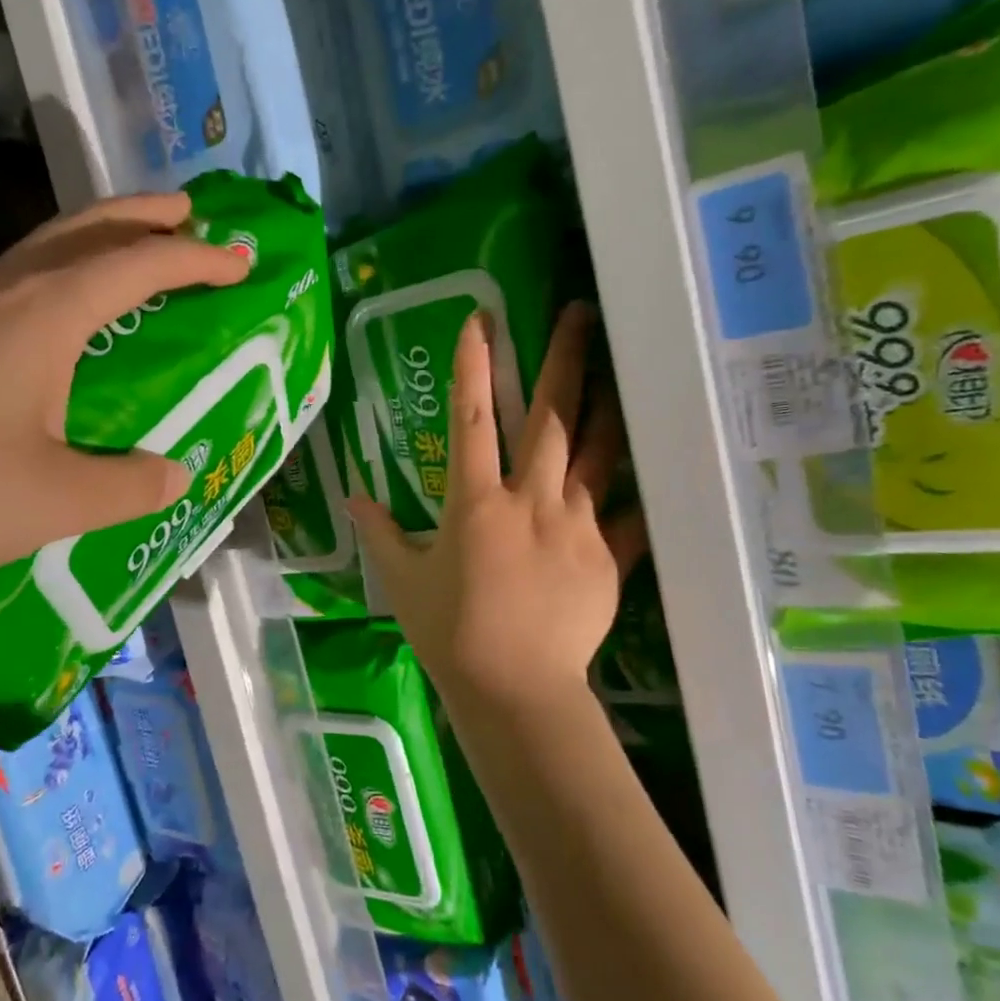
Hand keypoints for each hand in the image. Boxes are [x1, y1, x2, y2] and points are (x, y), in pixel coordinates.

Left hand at [0, 192, 247, 608]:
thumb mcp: (60, 502)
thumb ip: (131, 485)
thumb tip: (173, 474)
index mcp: (41, 317)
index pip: (136, 264)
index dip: (195, 258)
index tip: (238, 259)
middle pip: (78, 230)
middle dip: (139, 216)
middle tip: (185, 215)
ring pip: (27, 259)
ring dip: (84, 252)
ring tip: (118, 271)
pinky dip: (29, 300)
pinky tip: (23, 347)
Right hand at [350, 304, 648, 711]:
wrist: (516, 689)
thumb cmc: (450, 633)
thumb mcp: (402, 581)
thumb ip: (379, 533)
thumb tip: (351, 499)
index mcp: (475, 503)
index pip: (472, 419)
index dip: (474, 366)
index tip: (480, 320)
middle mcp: (531, 500)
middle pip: (550, 417)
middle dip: (564, 358)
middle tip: (579, 311)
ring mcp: (576, 525)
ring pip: (597, 451)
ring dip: (605, 402)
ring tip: (618, 363)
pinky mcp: (608, 555)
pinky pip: (627, 512)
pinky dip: (633, 486)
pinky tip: (648, 460)